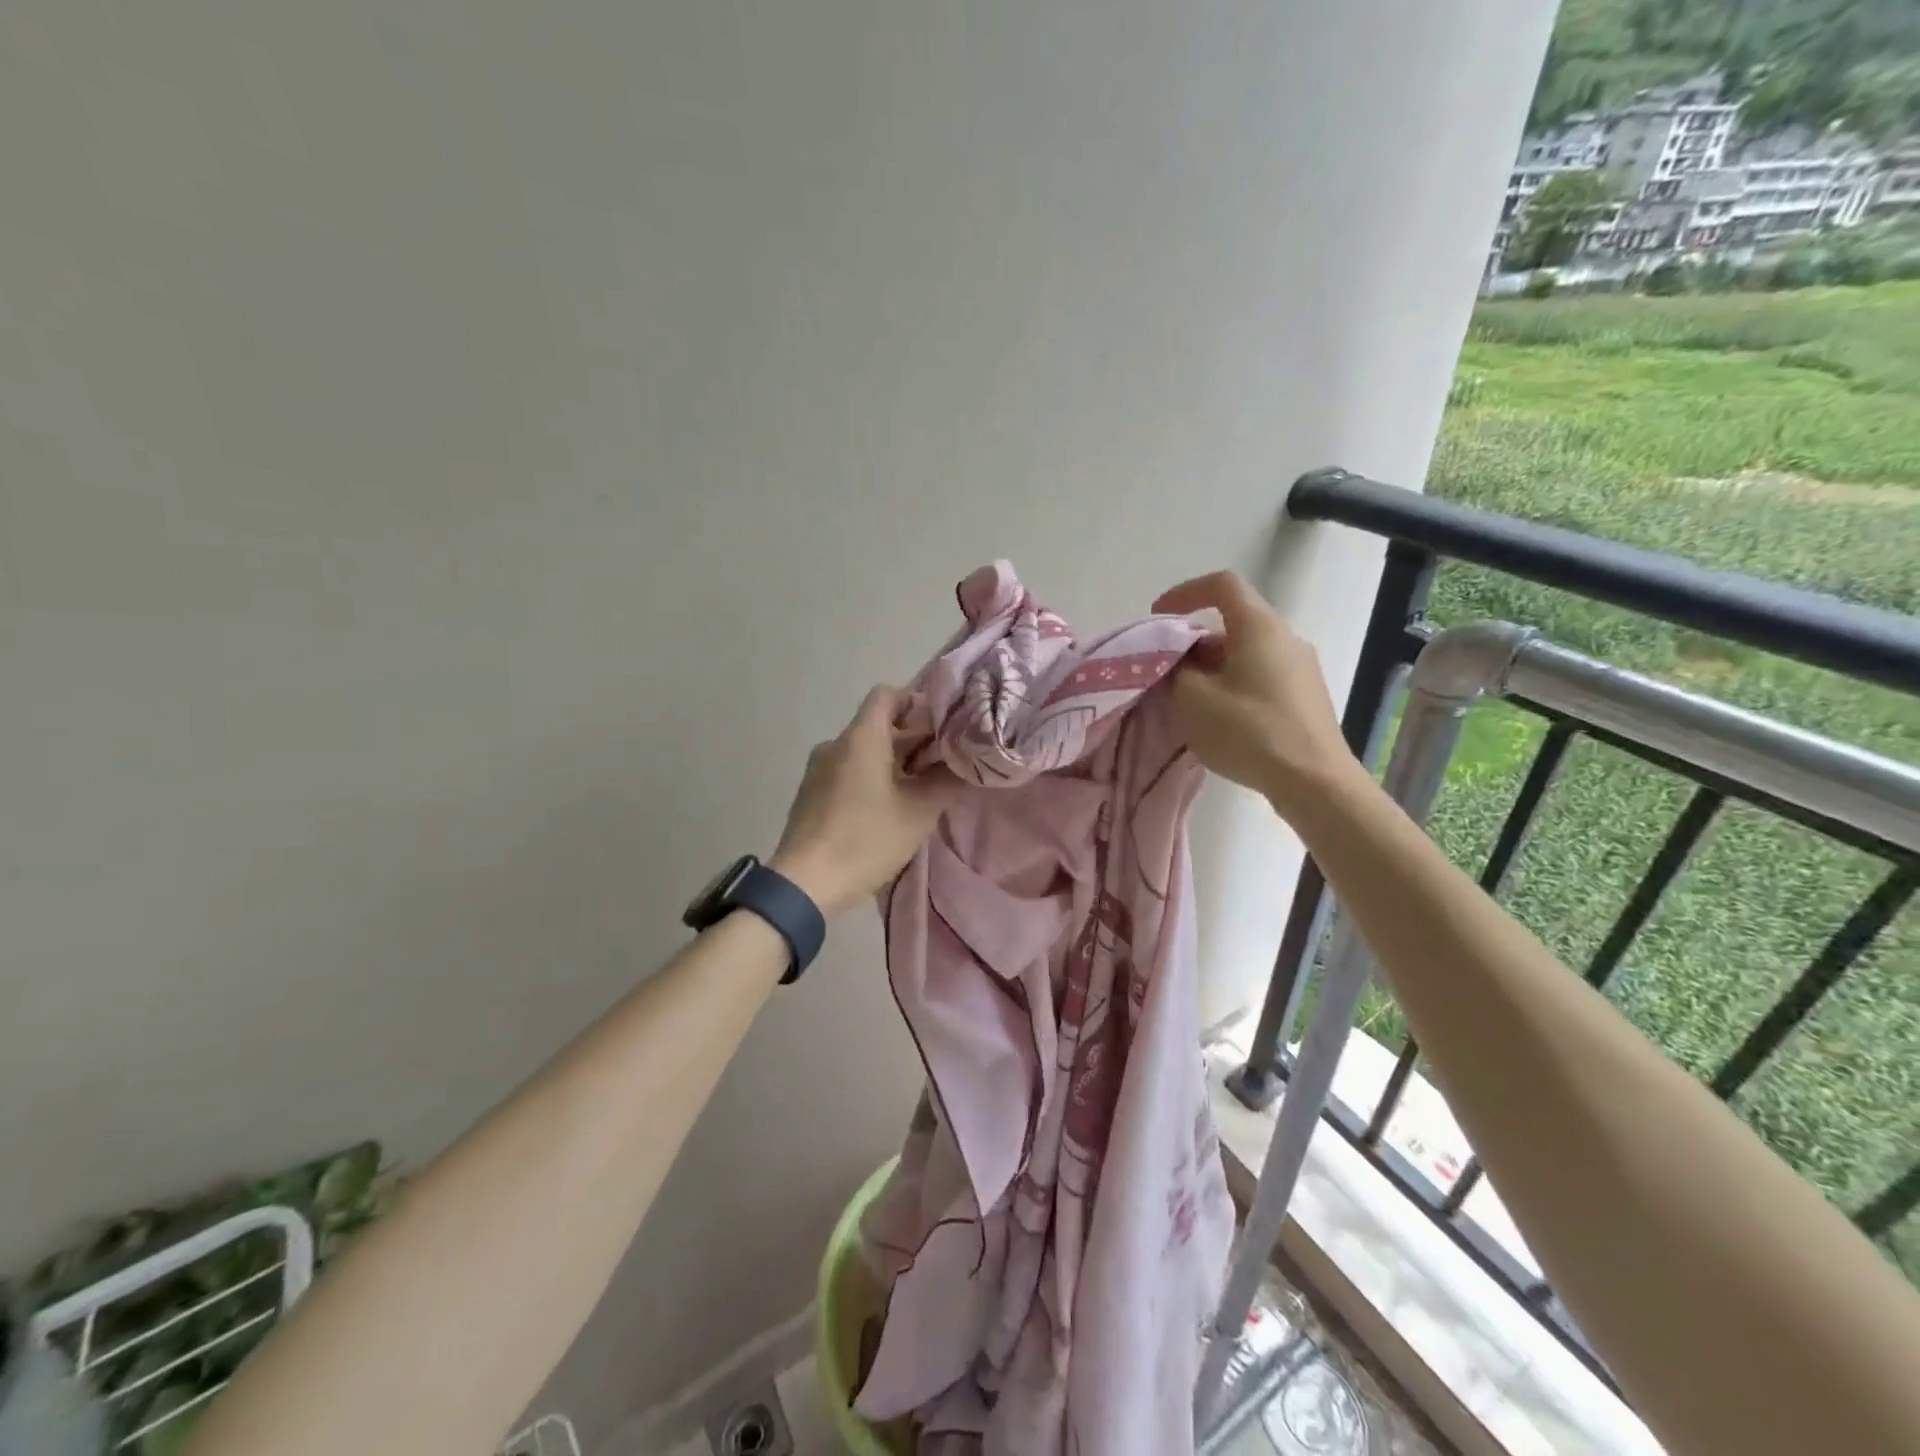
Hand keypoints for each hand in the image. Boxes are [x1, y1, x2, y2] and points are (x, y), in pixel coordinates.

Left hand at [771, 687, 954, 915]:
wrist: (805, 883)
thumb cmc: (866, 840)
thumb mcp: (918, 813)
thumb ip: (945, 782)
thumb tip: (964, 765)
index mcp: (860, 738)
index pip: (887, 695)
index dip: (916, 703)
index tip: (940, 728)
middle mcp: (835, 745)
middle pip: (878, 725)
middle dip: (913, 740)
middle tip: (943, 765)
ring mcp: (818, 770)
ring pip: (863, 751)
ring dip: (894, 763)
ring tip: (921, 790)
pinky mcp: (811, 794)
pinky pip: (847, 771)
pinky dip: (871, 778)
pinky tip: (889, 809)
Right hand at [1154, 572, 1358, 814]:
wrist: (1314, 782)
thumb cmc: (1249, 731)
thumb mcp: (1192, 699)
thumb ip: (1175, 671)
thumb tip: (1177, 664)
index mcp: (1259, 627)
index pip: (1222, 584)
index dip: (1184, 593)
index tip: (1158, 618)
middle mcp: (1286, 638)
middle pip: (1231, 623)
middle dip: (1192, 643)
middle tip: (1165, 672)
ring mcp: (1301, 668)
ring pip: (1244, 653)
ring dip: (1210, 668)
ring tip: (1186, 702)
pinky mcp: (1305, 697)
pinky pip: (1259, 677)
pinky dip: (1231, 685)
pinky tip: (1218, 720)